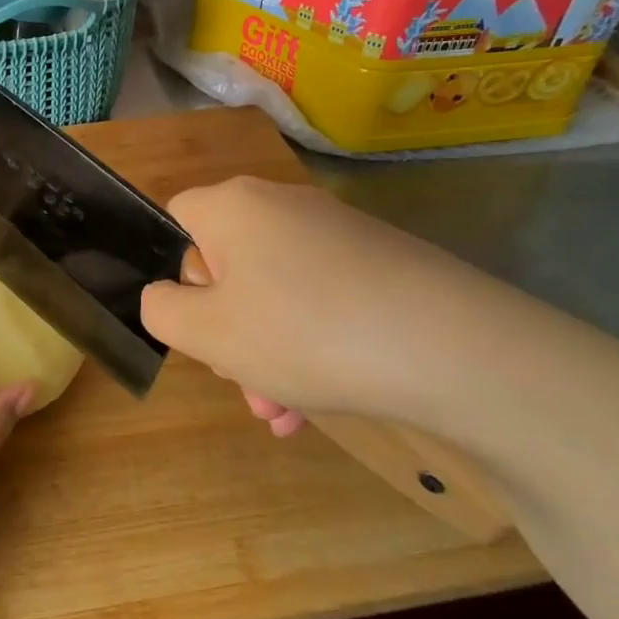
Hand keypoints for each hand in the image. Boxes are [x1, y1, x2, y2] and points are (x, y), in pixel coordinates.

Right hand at [141, 177, 523, 435]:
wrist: (457, 348)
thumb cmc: (305, 332)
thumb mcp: (208, 333)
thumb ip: (161, 310)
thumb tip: (165, 296)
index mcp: (233, 207)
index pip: (176, 219)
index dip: (174, 273)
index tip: (196, 322)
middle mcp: (282, 206)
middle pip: (226, 265)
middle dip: (225, 331)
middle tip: (241, 383)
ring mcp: (336, 233)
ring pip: (273, 294)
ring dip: (265, 354)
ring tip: (280, 413)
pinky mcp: (378, 262)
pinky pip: (319, 302)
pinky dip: (309, 347)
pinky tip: (317, 404)